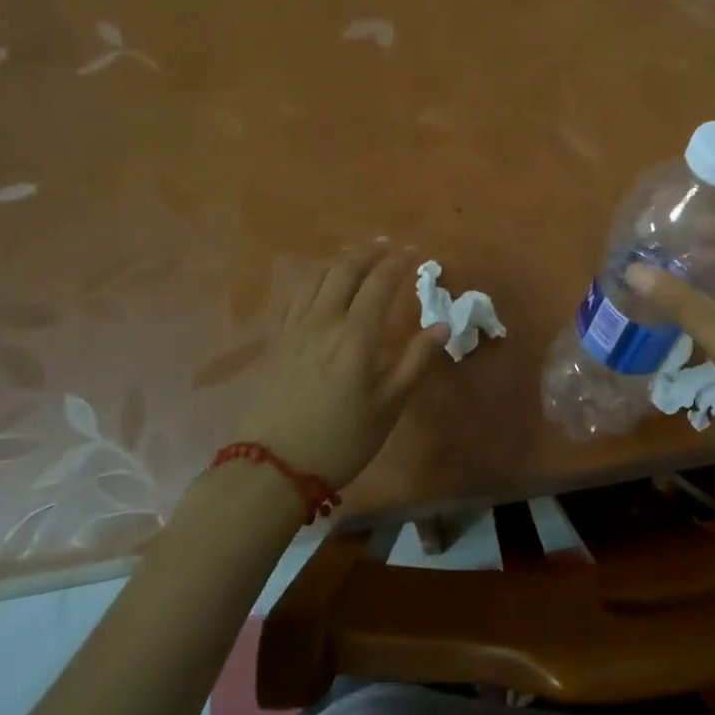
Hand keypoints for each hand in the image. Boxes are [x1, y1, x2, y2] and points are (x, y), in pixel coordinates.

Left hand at [234, 244, 448, 489]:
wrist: (273, 468)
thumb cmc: (341, 438)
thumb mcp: (389, 405)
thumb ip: (415, 360)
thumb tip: (442, 325)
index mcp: (356, 332)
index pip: (380, 281)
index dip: (398, 262)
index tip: (413, 252)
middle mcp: (324, 319)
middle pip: (345, 269)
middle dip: (369, 252)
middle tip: (387, 246)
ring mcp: (294, 328)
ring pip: (317, 278)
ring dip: (340, 262)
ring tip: (355, 258)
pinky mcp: (275, 342)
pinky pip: (295, 297)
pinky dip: (314, 282)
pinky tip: (318, 289)